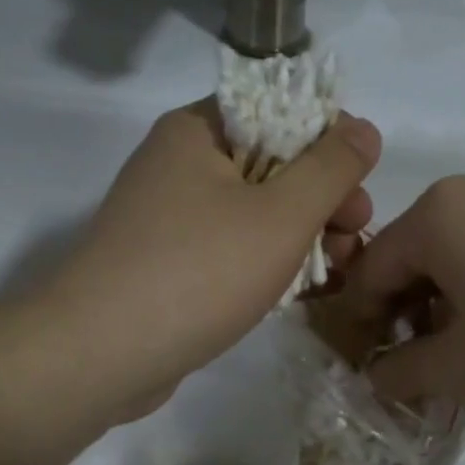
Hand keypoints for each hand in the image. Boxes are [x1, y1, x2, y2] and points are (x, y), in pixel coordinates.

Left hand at [42, 100, 380, 413]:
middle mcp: (178, 164)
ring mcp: (168, 217)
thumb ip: (330, 168)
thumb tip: (364, 129)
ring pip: (253, 212)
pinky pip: (229, 249)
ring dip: (301, 234)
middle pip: (269, 162)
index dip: (328, 139)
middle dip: (322, 197)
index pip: (278, 109)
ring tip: (340, 269)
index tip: (360, 182)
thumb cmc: (199, 271)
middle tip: (356, 232)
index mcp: (197, 130)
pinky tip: (301, 289)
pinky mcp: (167, 264)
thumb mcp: (281, 214)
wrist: (100, 355)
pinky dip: (266, 262)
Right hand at [337, 159, 464, 413]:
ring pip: (463, 244)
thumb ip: (403, 373)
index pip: (371, 268)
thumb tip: (376, 377)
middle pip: (417, 252)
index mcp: (439, 212)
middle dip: (412, 309)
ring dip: (453, 295)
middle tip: (430, 362)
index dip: (364, 321)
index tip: (374, 364)